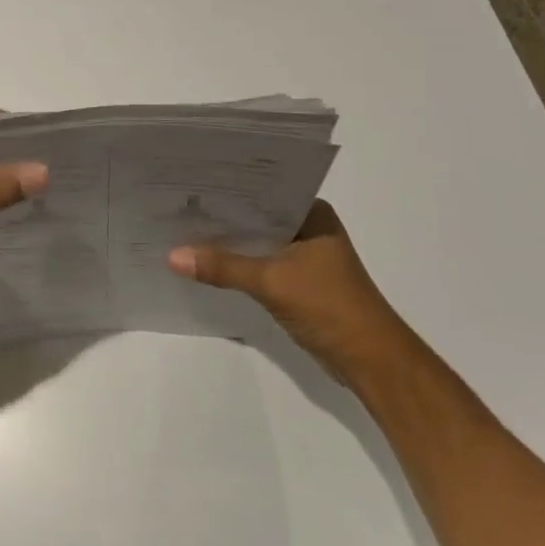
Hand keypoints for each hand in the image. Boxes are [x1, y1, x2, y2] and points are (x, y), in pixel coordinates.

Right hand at [167, 201, 415, 386]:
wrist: (372, 362)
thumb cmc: (330, 307)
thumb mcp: (270, 282)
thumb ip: (222, 267)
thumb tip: (171, 256)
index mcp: (312, 213)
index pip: (262, 191)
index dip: (226, 188)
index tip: (188, 183)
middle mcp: (309, 227)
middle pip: (255, 216)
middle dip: (221, 216)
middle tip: (176, 204)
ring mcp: (304, 256)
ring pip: (256, 241)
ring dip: (228, 242)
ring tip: (182, 230)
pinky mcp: (297, 281)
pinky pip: (259, 263)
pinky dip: (237, 264)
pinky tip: (206, 262)